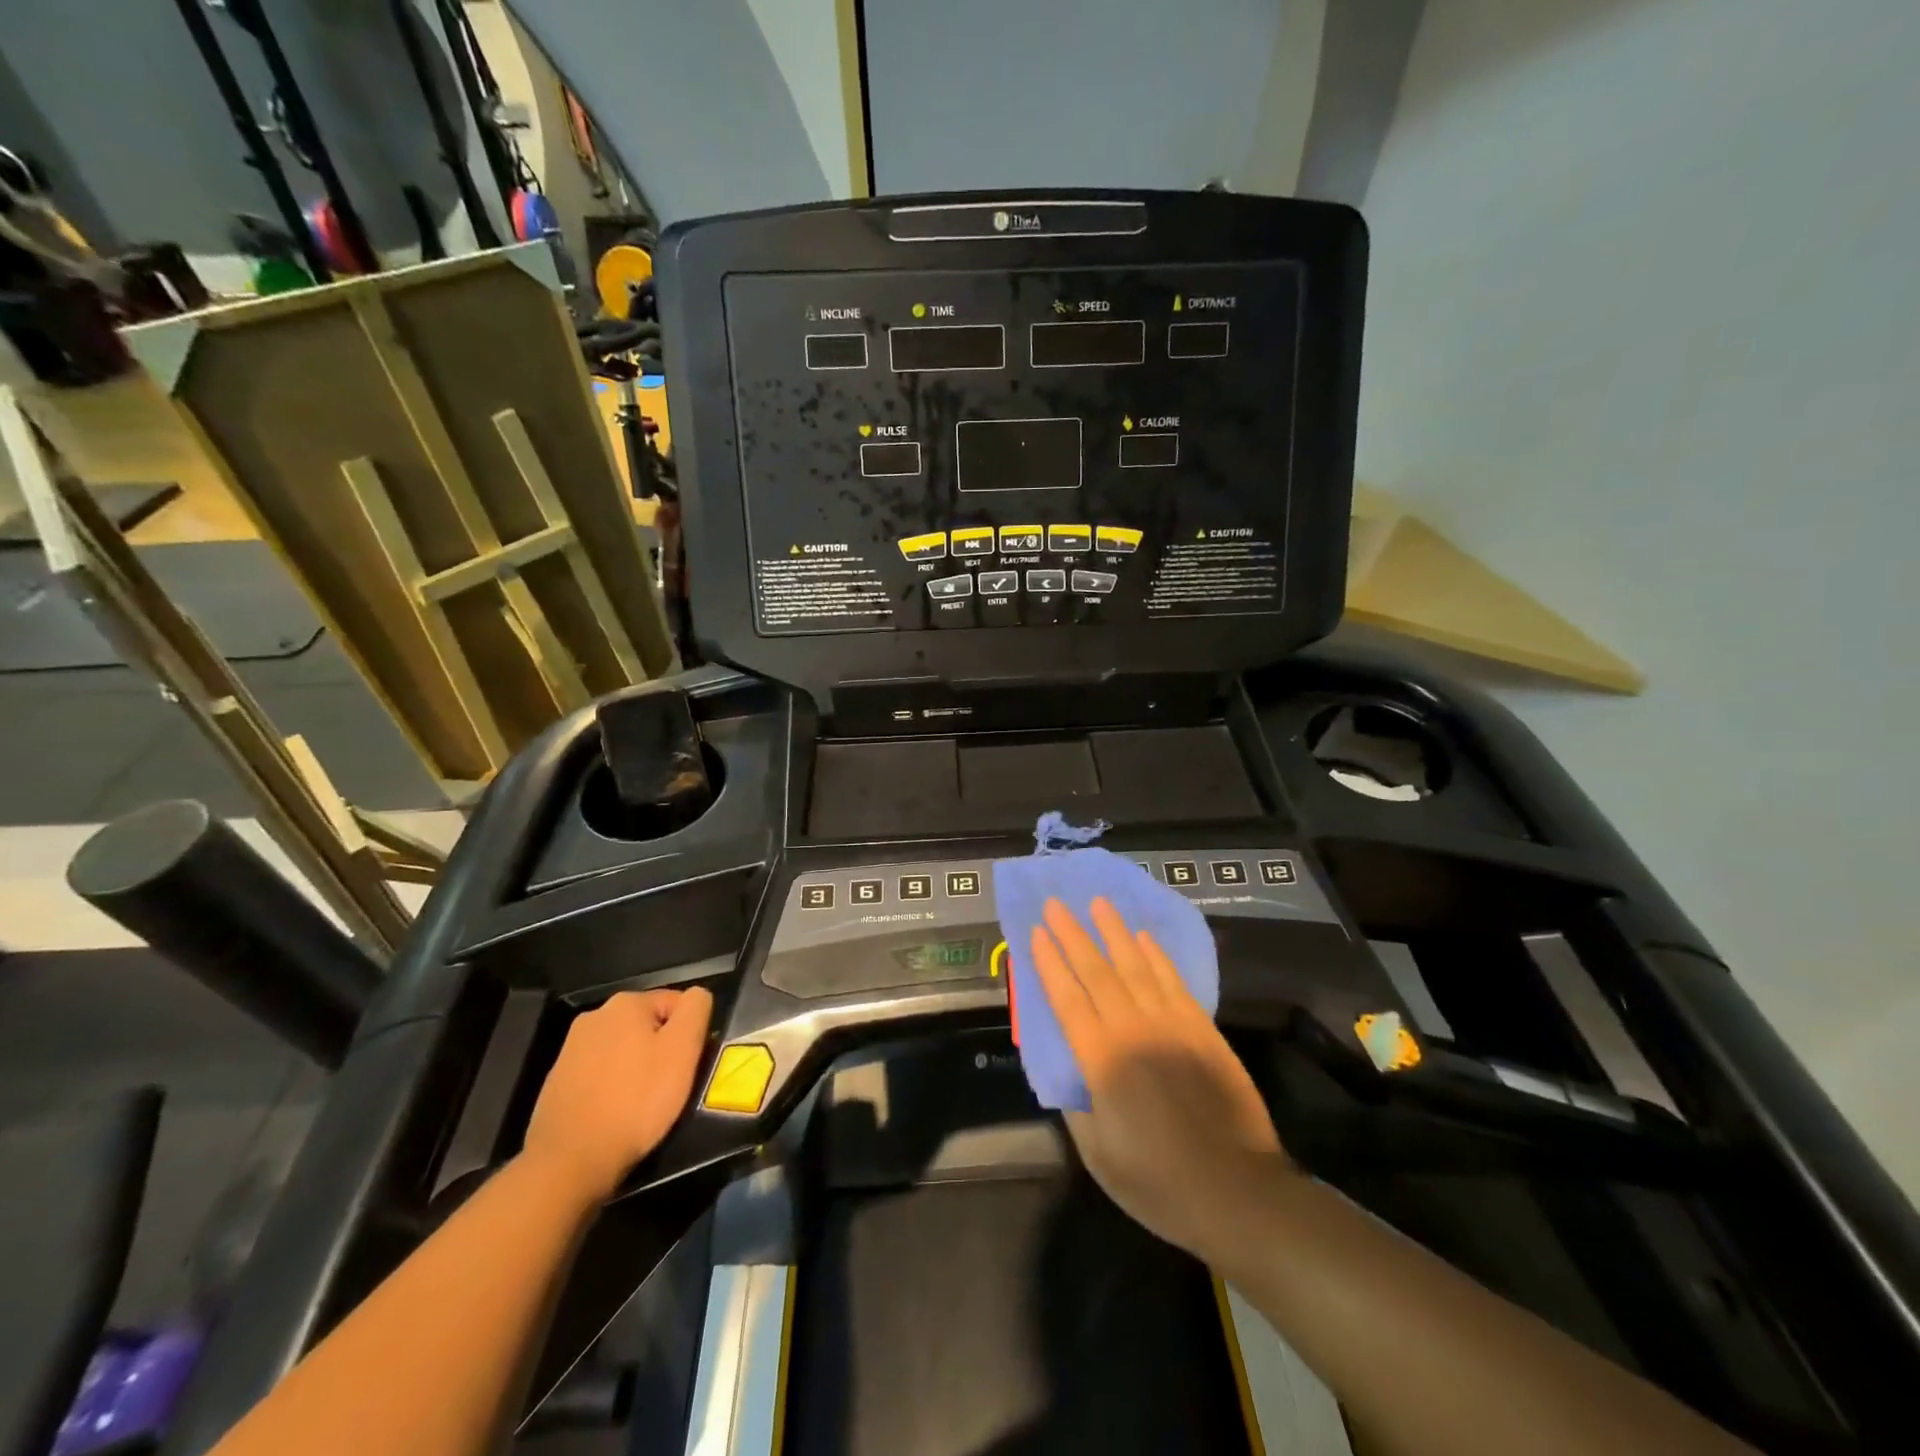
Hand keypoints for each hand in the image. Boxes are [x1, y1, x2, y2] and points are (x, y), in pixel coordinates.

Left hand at [522, 988, 712, 1201]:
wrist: (569, 1161)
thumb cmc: (636, 1101)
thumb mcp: (683, 1050)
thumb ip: (696, 1010)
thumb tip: (697, 995)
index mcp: (627, 1002)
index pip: (677, 1003)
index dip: (690, 1033)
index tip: (688, 1065)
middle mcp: (595, 1015)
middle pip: (648, 1025)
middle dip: (661, 1048)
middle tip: (669, 1084)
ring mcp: (571, 1048)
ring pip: (623, 1049)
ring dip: (637, 1066)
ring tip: (642, 1102)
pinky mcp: (557, 1080)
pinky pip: (599, 1072)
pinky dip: (612, 1085)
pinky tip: (615, 1111)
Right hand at [1030, 898, 1286, 1262]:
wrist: (1238, 1192)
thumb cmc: (1159, 1183)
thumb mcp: (1099, 1157)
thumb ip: (1077, 1107)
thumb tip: (1067, 1071)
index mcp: (1102, 1061)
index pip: (1067, 998)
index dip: (1049, 963)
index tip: (1035, 932)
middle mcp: (1134, 1030)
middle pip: (1097, 971)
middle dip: (1073, 934)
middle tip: (1056, 904)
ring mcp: (1172, 1024)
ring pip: (1136, 965)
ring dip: (1114, 932)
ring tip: (1098, 903)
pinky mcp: (1202, 1028)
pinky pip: (1173, 980)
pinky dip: (1156, 954)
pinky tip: (1142, 937)